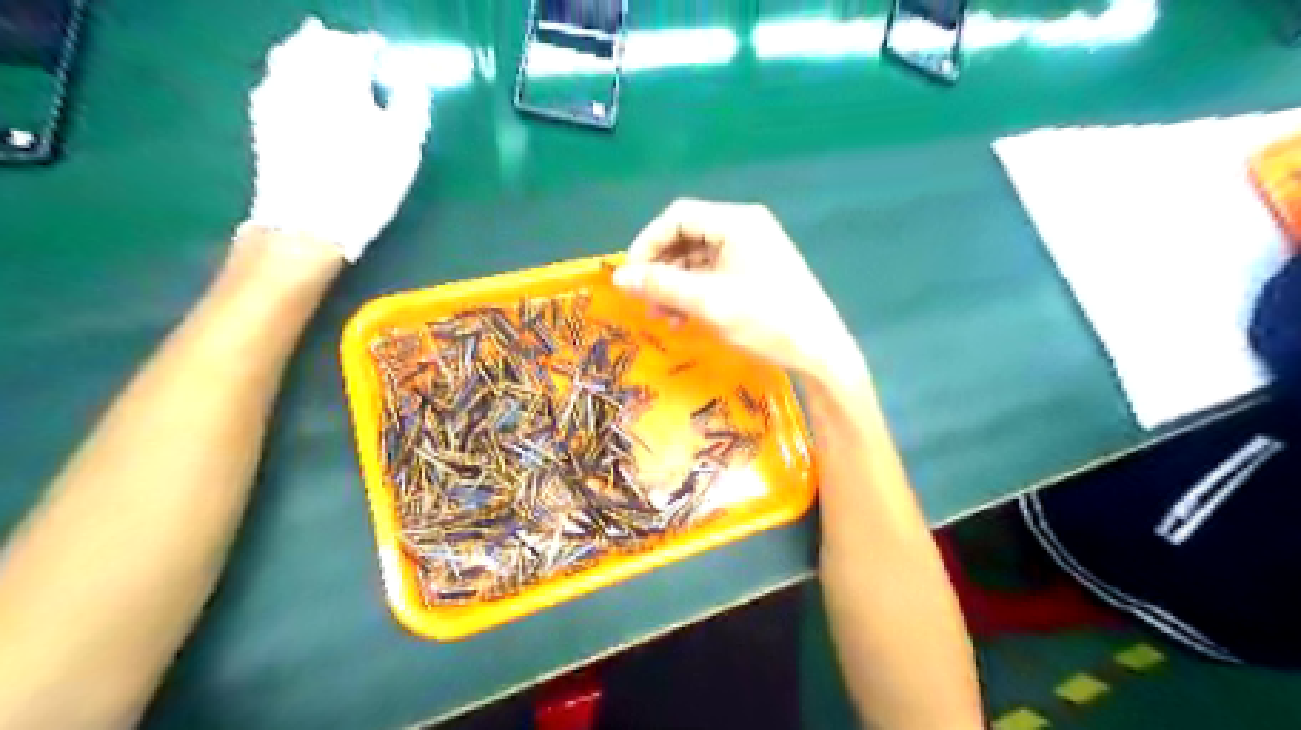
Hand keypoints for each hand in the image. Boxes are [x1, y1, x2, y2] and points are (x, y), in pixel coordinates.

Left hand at [236, 17, 429, 263]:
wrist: (308, 222)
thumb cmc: (366, 183)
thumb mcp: (404, 148)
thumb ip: (411, 105)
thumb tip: (411, 78)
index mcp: (341, 79)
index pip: (355, 46)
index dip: (372, 47)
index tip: (386, 55)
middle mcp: (303, 75)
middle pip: (316, 43)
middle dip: (338, 45)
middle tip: (357, 55)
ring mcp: (276, 94)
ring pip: (290, 55)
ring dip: (310, 53)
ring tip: (328, 66)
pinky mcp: (262, 118)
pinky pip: (275, 78)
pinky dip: (291, 73)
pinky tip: (300, 88)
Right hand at [612, 199, 861, 382]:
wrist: (820, 351)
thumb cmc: (766, 320)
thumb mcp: (708, 303)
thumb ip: (661, 286)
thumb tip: (619, 277)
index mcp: (737, 222)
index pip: (678, 217)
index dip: (648, 243)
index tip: (631, 276)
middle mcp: (745, 227)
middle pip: (688, 236)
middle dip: (662, 269)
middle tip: (645, 300)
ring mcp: (753, 249)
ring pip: (699, 258)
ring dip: (676, 285)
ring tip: (662, 317)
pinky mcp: (757, 271)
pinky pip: (716, 273)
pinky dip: (696, 292)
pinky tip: (684, 318)